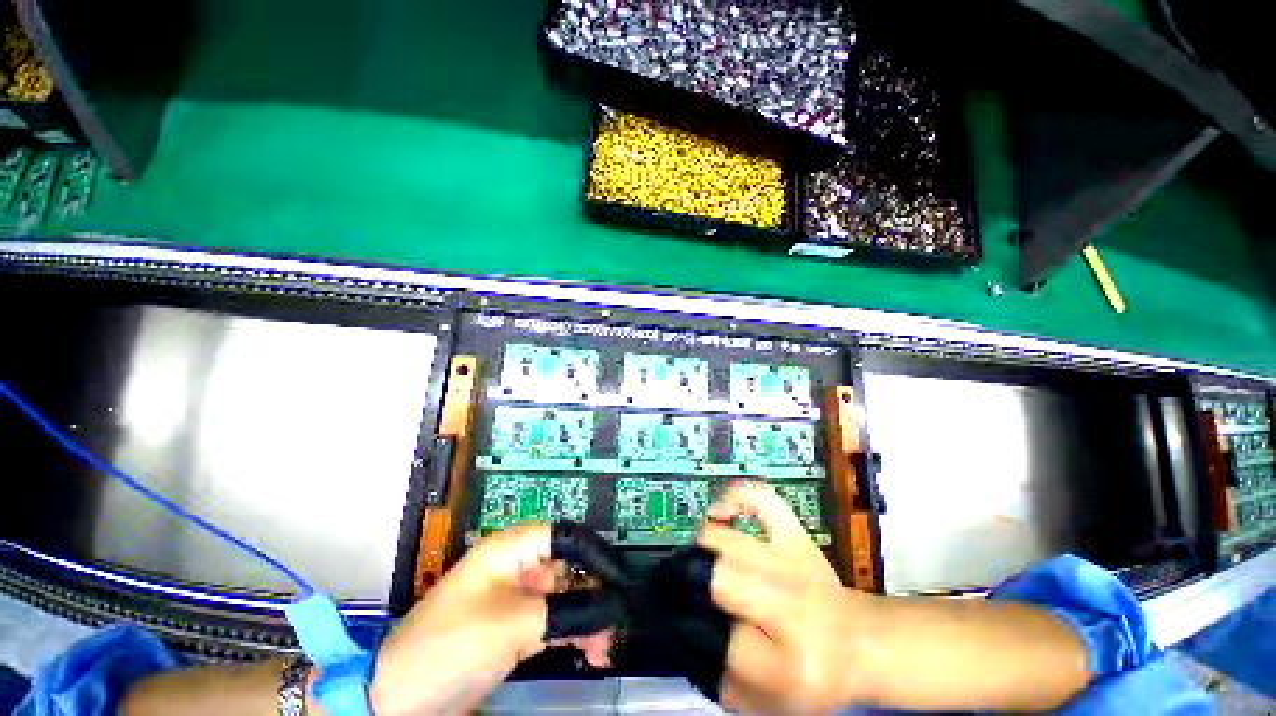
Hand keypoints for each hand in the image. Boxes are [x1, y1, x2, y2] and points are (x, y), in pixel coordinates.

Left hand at [370, 525, 612, 715]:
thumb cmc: (452, 644)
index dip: (595, 553)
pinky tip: (589, 651)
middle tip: (614, 623)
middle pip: (569, 568)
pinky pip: (555, 621)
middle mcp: (518, 566)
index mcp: (512, 549)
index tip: (620, 579)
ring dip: (588, 618)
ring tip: (603, 648)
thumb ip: (566, 612)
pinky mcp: (516, 627)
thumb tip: (611, 606)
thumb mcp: (512, 625)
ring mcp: (517, 598)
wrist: (400, 697)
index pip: (565, 536)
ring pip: (566, 597)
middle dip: (595, 594)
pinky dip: (574, 634)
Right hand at [698, 482, 867, 714]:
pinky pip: (759, 498)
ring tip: (705, 562)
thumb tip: (683, 636)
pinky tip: (720, 513)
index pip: (721, 638)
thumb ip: (721, 680)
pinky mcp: (796, 534)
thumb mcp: (768, 701)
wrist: (855, 642)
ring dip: (705, 550)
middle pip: (718, 576)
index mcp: (790, 664)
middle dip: (697, 584)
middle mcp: (793, 604)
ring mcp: (794, 561)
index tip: (687, 626)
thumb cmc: (810, 675)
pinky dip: (734, 498)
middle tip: (694, 591)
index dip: (698, 632)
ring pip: (723, 539)